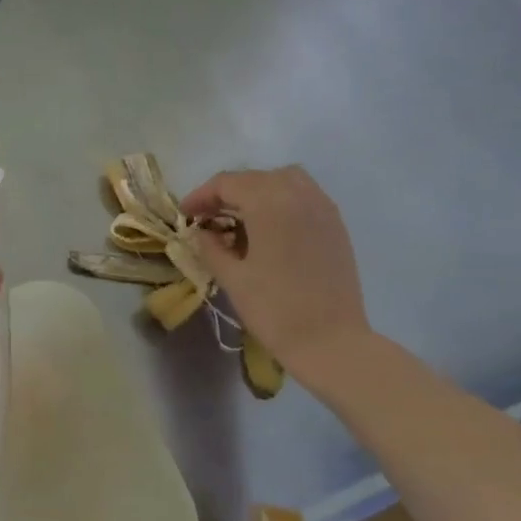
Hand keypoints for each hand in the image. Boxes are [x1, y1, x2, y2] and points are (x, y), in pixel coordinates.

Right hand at [181, 167, 372, 383]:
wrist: (331, 342)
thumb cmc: (275, 310)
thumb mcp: (232, 278)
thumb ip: (210, 247)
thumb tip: (201, 232)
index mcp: (269, 204)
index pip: (227, 183)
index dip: (201, 196)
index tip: (185, 216)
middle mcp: (298, 194)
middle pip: (254, 178)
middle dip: (226, 193)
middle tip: (206, 218)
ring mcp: (322, 207)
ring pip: (283, 179)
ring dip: (256, 190)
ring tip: (240, 218)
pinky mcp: (336, 224)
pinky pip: (304, 195)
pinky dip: (281, 199)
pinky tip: (269, 227)